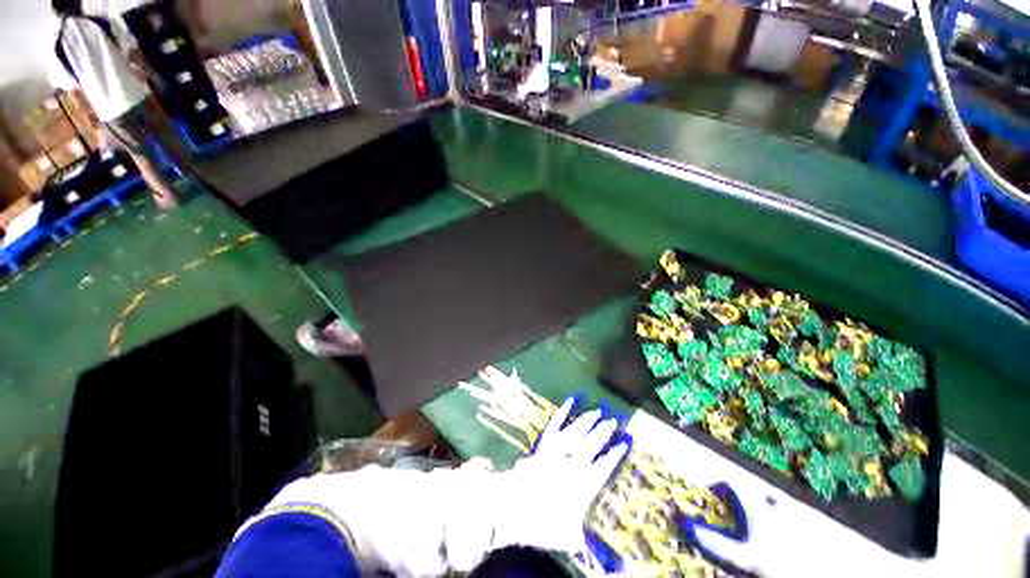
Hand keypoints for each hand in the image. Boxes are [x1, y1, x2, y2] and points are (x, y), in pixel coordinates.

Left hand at [491, 397, 630, 555]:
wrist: (512, 507)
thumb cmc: (541, 524)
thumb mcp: (569, 538)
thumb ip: (592, 543)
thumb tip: (617, 568)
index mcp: (582, 483)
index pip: (604, 465)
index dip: (615, 454)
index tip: (625, 442)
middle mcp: (572, 463)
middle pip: (592, 444)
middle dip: (604, 432)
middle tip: (614, 419)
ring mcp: (557, 450)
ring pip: (576, 432)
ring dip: (587, 421)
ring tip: (597, 411)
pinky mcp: (544, 443)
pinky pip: (555, 425)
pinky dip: (562, 413)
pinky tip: (569, 402)